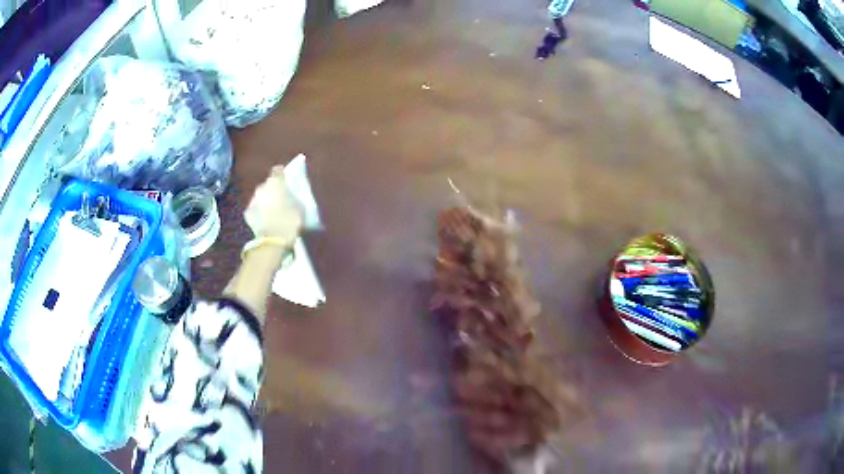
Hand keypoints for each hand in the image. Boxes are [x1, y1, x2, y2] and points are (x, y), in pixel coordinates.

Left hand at [244, 166, 302, 245]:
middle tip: (282, 199)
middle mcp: (261, 187)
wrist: (273, 241)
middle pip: (268, 184)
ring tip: (274, 211)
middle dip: (274, 190)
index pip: (278, 170)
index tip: (287, 180)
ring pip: (261, 197)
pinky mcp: (247, 213)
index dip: (282, 174)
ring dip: (266, 201)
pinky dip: (260, 212)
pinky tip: (266, 220)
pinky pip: (256, 209)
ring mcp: (252, 200)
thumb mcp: (300, 206)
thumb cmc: (290, 221)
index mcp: (275, 182)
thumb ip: (294, 197)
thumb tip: (291, 196)